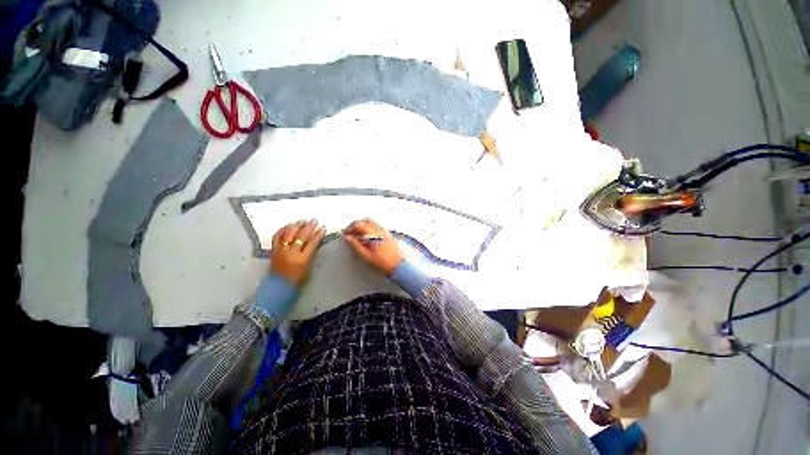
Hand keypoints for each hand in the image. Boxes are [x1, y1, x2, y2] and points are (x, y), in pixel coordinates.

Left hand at [270, 219, 325, 286]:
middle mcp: (291, 253)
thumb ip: (312, 254)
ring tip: (302, 221)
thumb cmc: (296, 280)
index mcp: (302, 259)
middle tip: (314, 221)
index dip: (318, 235)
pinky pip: (277, 237)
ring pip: (288, 234)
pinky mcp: (273, 251)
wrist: (278, 287)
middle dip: (309, 227)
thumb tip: (316, 242)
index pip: (312, 243)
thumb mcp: (308, 267)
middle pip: (301, 237)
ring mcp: (281, 251)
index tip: (323, 228)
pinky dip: (282, 230)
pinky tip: (287, 226)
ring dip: (296, 226)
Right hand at [342, 218, 403, 273]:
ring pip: (371, 223)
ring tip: (356, 236)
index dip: (350, 228)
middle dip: (355, 225)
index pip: (359, 225)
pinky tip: (366, 238)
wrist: (399, 265)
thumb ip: (356, 246)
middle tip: (349, 234)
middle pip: (365, 221)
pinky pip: (376, 226)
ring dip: (362, 226)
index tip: (345, 235)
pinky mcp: (387, 234)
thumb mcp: (366, 256)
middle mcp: (380, 229)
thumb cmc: (383, 262)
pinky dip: (368, 228)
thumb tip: (347, 238)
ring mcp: (384, 231)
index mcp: (374, 234)